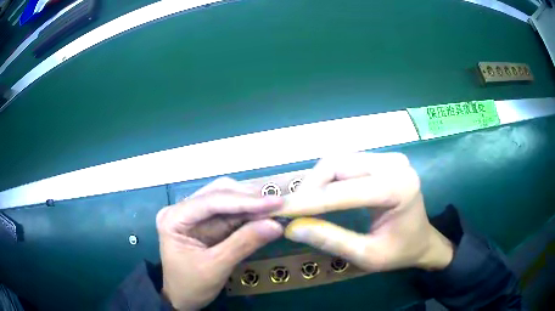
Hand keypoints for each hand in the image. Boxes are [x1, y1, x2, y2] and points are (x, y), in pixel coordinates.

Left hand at [156, 178, 283, 309]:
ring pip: (227, 198)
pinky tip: (264, 216)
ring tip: (275, 210)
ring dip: (251, 204)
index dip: (245, 200)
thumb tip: (276, 225)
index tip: (275, 202)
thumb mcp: (216, 267)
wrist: (182, 298)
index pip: (211, 201)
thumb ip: (244, 244)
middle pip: (219, 192)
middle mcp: (182, 209)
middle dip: (249, 199)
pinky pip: (230, 213)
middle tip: (278, 206)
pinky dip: (249, 213)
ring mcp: (195, 215)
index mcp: (174, 217)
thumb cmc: (191, 285)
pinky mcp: (206, 223)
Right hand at [280, 152, 453, 271]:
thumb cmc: (401, 251)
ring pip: (338, 161)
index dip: (308, 202)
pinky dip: (328, 178)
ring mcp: (388, 158)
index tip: (278, 210)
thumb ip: (332, 240)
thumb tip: (292, 228)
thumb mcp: (368, 256)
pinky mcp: (382, 160)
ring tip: (305, 205)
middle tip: (292, 211)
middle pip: (338, 165)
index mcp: (398, 187)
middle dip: (310, 188)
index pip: (344, 191)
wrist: (423, 240)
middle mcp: (394, 164)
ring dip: (316, 182)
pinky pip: (346, 162)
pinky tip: (322, 194)